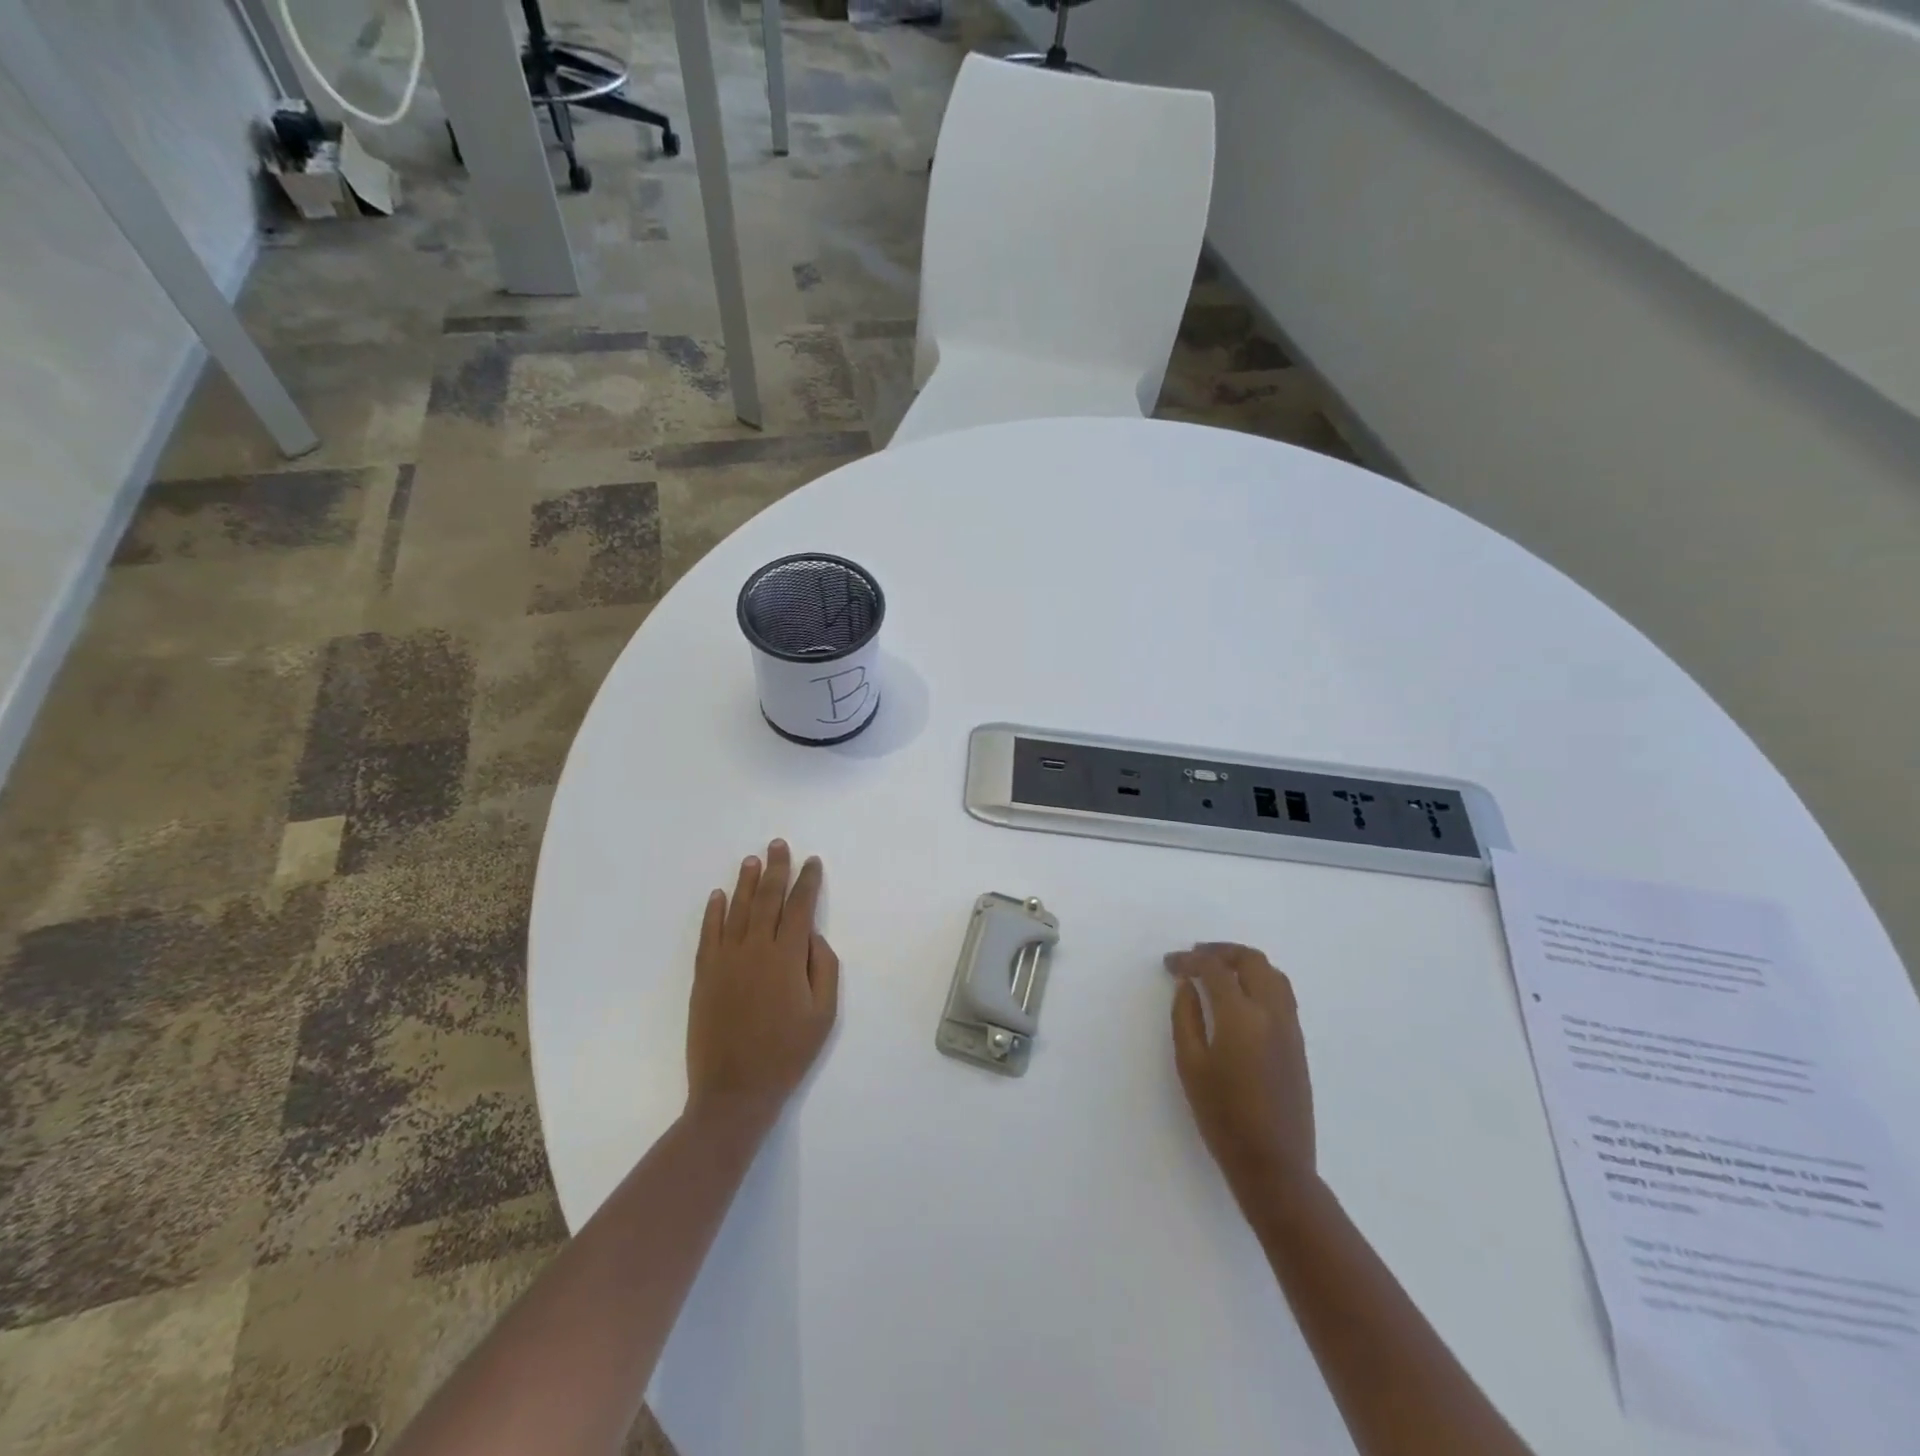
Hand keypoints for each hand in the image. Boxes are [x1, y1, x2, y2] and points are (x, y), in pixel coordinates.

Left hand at [686, 841, 839, 1128]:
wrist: (734, 1090)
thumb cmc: (787, 1053)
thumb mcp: (823, 1015)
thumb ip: (824, 969)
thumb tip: (814, 936)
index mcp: (787, 958)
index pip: (799, 907)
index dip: (807, 881)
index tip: (812, 862)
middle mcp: (755, 949)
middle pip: (766, 899)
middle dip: (775, 869)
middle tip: (778, 844)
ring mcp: (725, 960)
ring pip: (736, 910)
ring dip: (745, 882)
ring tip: (752, 859)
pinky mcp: (704, 975)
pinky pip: (709, 934)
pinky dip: (713, 912)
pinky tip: (717, 895)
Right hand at [1167, 943, 1315, 1201]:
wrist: (1274, 1164)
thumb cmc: (1222, 1117)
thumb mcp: (1190, 1065)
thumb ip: (1186, 1017)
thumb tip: (1187, 985)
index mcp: (1241, 1016)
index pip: (1215, 969)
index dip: (1190, 960)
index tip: (1170, 963)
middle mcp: (1271, 1013)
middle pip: (1251, 961)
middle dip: (1221, 952)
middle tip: (1195, 957)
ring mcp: (1290, 1028)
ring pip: (1273, 974)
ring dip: (1244, 963)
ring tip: (1219, 970)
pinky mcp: (1298, 1044)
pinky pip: (1282, 994)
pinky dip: (1260, 981)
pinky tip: (1241, 996)